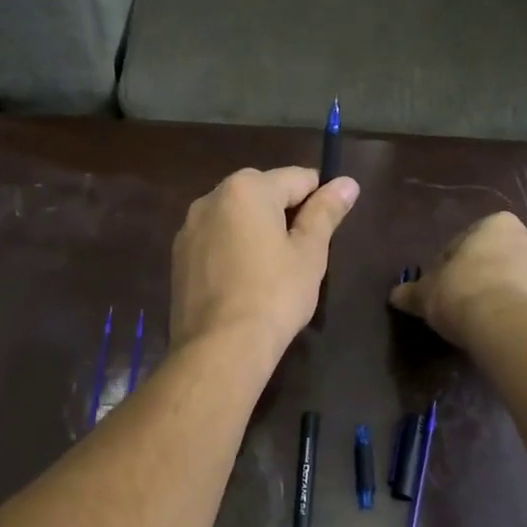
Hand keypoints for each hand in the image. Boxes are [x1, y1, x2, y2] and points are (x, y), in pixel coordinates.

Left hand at [171, 167, 360, 367]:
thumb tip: (347, 182)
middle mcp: (211, 198)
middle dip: (285, 214)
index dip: (319, 200)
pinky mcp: (179, 257)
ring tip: (272, 271)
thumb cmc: (274, 295)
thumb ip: (326, 211)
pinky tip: (243, 282)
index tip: (328, 229)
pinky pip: (215, 240)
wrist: (220, 347)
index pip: (297, 178)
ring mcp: (189, 228)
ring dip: (256, 231)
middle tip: (302, 254)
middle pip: (262, 193)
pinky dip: (232, 250)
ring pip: (236, 217)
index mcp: (247, 188)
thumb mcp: (309, 252)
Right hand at [390, 212, 526, 348]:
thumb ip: (411, 292)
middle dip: (485, 275)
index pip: (466, 242)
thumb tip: (396, 295)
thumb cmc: (462, 293)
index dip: (450, 266)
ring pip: (522, 280)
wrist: (510, 327)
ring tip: (486, 322)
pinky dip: (523, 313)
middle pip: (499, 257)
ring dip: (507, 294)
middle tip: (464, 303)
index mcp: (497, 224)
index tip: (441, 288)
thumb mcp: (426, 293)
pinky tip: (505, 332)